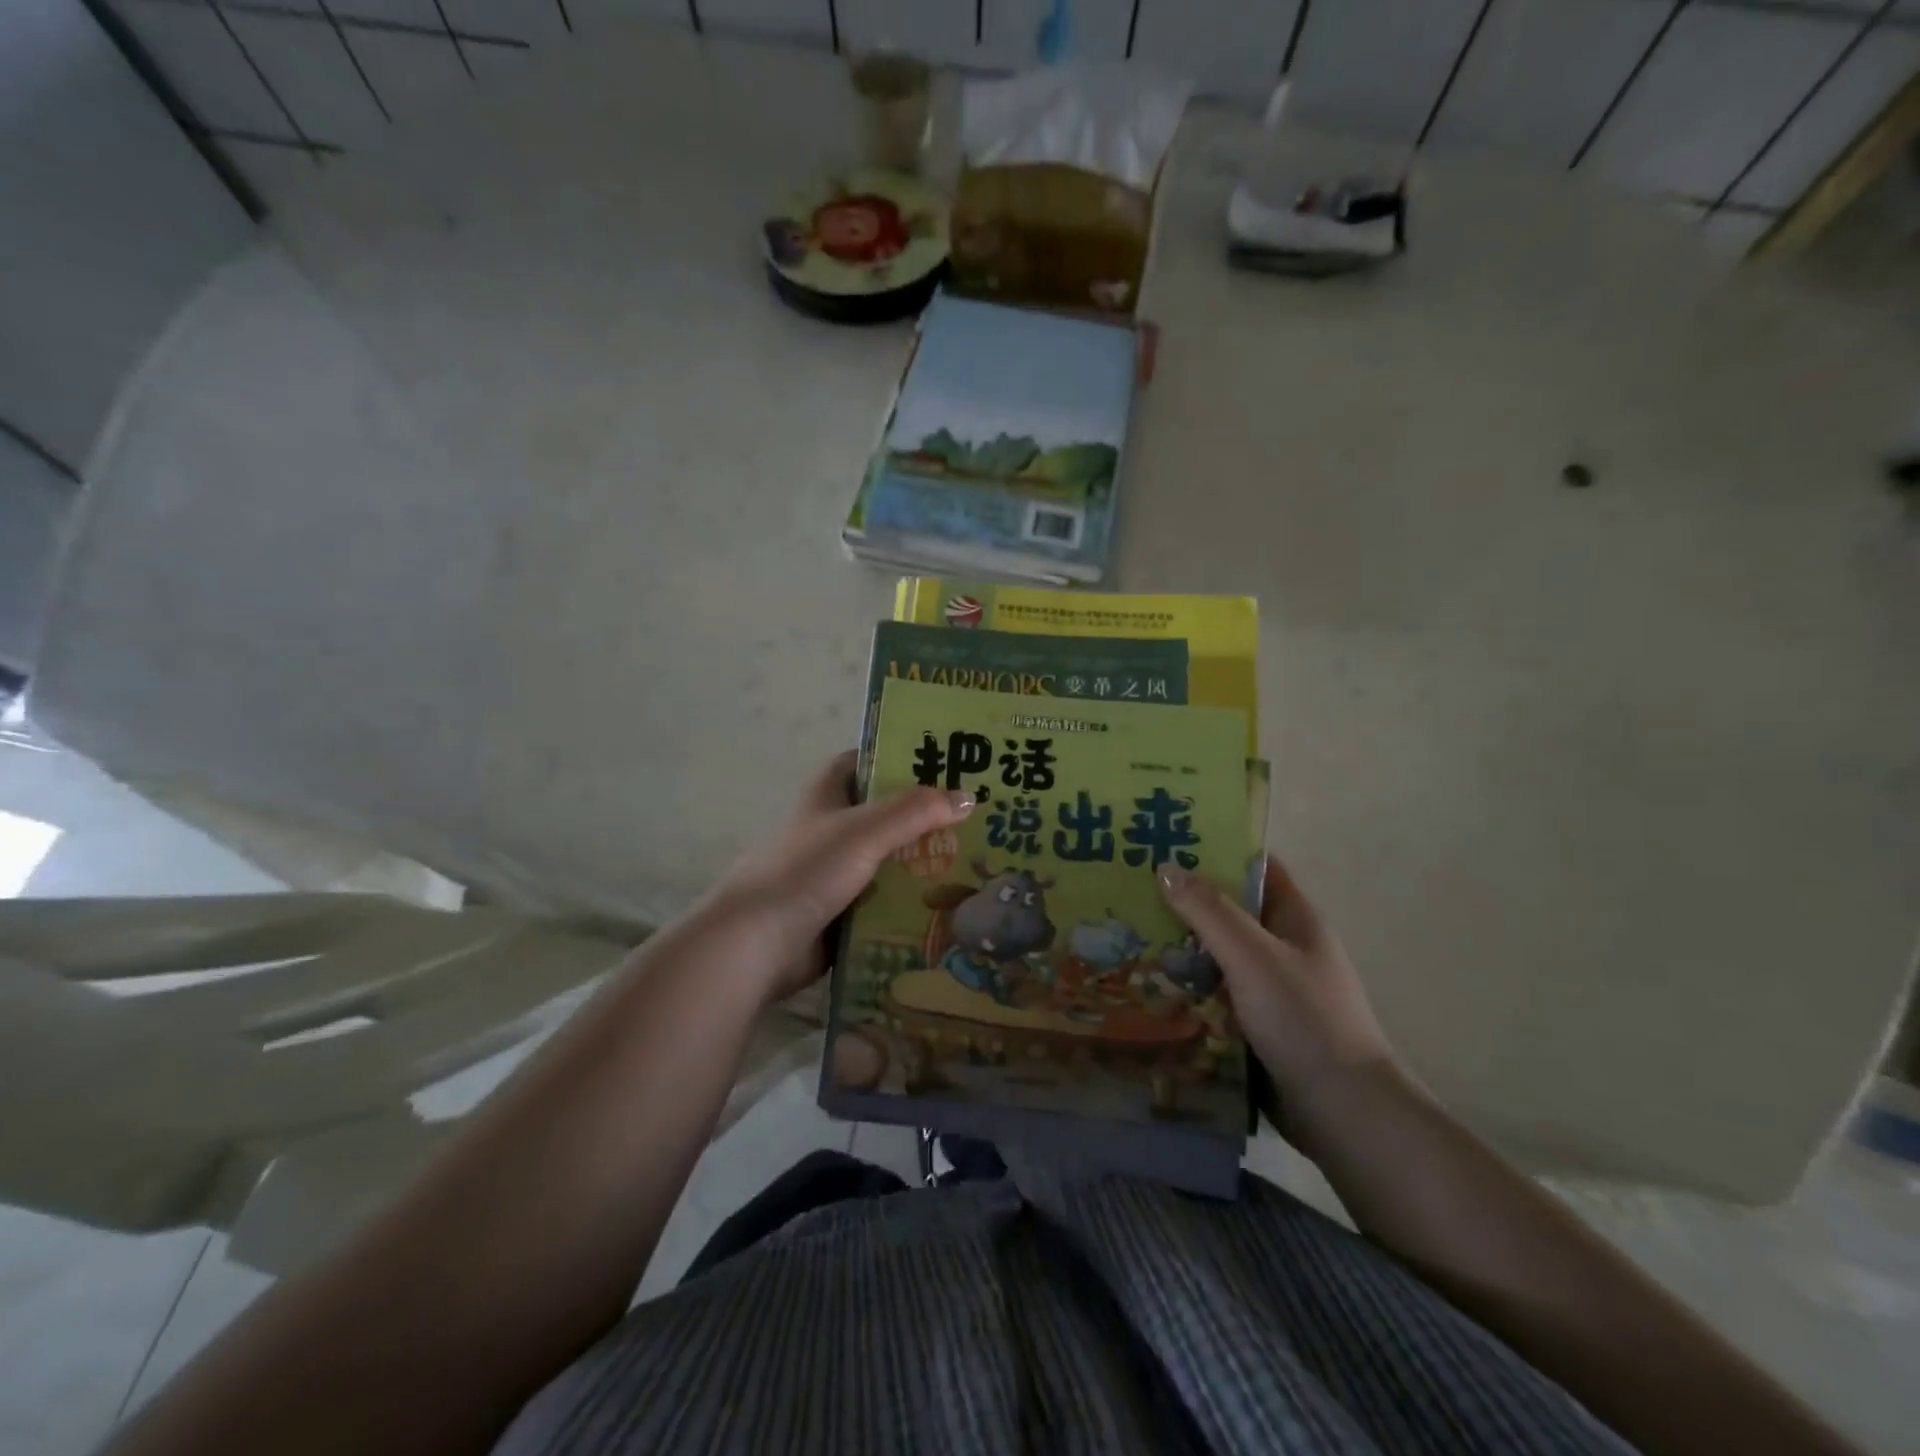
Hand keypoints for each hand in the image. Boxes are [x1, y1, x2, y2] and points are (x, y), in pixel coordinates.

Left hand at [700, 751, 975, 1005]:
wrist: (757, 944)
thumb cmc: (807, 870)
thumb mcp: (865, 830)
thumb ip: (916, 811)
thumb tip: (968, 797)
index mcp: (827, 795)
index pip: (865, 761)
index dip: (899, 756)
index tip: (945, 759)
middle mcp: (831, 828)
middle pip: (885, 813)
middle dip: (925, 815)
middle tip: (977, 816)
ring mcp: (835, 872)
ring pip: (889, 859)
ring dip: (924, 862)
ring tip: (978, 860)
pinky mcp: (842, 911)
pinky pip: (886, 900)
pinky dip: (912, 901)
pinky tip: (951, 903)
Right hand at [1157, 857, 1395, 1143]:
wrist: (1341, 1112)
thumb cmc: (1303, 1019)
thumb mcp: (1252, 955)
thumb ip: (1209, 911)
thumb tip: (1166, 867)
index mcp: (1295, 918)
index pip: (1255, 867)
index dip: (1217, 850)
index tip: (1168, 842)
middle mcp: (1285, 947)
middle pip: (1230, 911)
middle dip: (1186, 900)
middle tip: (1132, 888)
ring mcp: (1272, 988)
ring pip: (1218, 954)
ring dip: (1181, 946)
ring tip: (1127, 931)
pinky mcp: (1258, 1024)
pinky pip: (1216, 992)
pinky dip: (1188, 985)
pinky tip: (1149, 984)